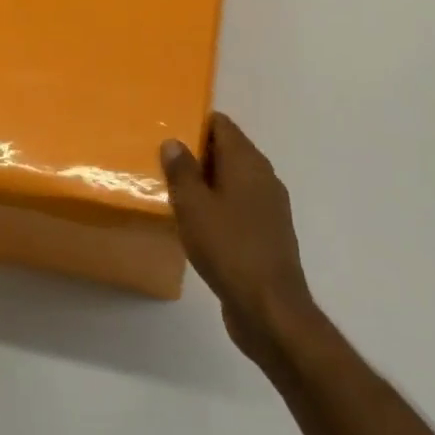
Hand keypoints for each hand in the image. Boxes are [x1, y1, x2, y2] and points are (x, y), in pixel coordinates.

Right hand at [161, 113, 316, 368]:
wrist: (270, 310)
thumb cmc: (228, 248)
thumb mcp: (193, 206)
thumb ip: (181, 170)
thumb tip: (174, 141)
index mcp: (247, 161)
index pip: (221, 125)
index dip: (195, 124)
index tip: (169, 133)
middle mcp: (263, 176)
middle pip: (228, 150)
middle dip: (198, 154)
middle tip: (164, 164)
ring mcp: (269, 207)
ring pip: (234, 180)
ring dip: (208, 184)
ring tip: (175, 194)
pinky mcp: (268, 234)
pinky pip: (240, 207)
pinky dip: (220, 207)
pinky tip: (198, 225)